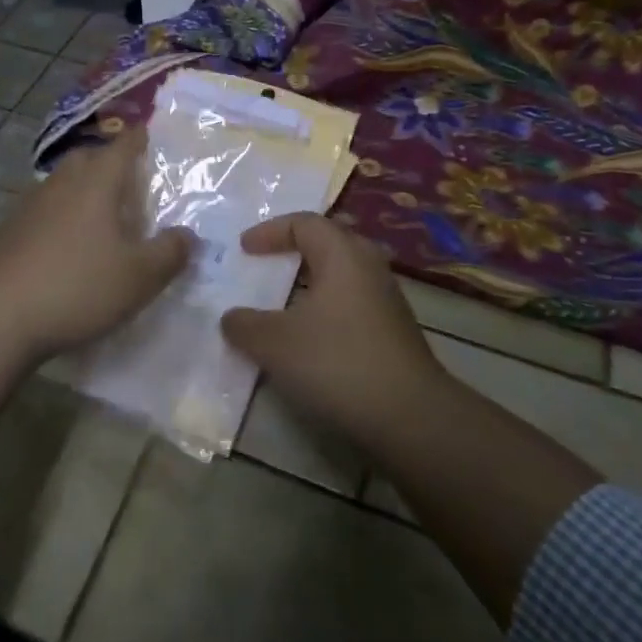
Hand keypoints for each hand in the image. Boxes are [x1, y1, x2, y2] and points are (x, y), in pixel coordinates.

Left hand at [0, 127, 194, 359]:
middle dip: (110, 162)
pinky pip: (45, 211)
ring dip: (84, 191)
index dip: (141, 138)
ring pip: (64, 183)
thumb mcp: (139, 276)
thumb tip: (188, 235)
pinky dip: (62, 217)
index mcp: (97, 181)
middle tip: (131, 183)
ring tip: (104, 218)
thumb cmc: (77, 286)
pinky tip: (69, 247)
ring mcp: (30, 205)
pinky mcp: (9, 232)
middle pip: (89, 157)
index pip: (124, 145)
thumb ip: (170, 252)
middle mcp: (62, 182)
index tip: (151, 135)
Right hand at [220, 212, 447, 446]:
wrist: (410, 418)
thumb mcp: (275, 344)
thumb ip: (245, 325)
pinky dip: (326, 309)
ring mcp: (387, 300)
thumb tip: (231, 317)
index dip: (270, 231)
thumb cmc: (337, 363)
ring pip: (342, 275)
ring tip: (283, 302)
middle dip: (295, 250)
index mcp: (342, 254)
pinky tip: (310, 338)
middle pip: (328, 243)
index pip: (304, 223)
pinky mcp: (394, 332)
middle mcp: (369, 267)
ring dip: (311, 283)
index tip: (243, 248)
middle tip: (267, 264)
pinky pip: (352, 303)